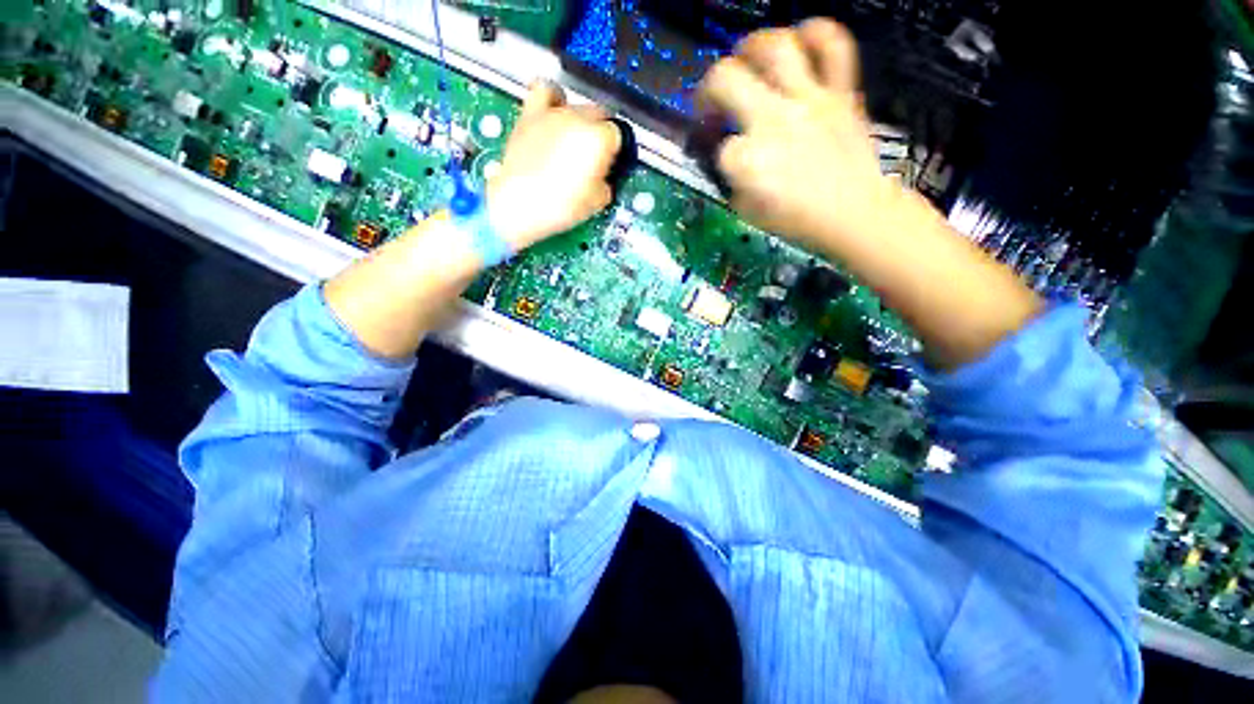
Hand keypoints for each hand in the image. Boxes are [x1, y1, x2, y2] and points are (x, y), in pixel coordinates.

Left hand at [487, 82, 621, 249]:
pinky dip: (552, 98)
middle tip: (593, 160)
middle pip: (599, 115)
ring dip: (580, 120)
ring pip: (577, 104)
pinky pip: (545, 90)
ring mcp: (553, 113)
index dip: (614, 152)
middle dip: (600, 135)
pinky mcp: (530, 114)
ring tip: (574, 138)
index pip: (617, 135)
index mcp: (599, 138)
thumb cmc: (560, 205)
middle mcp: (578, 118)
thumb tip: (603, 178)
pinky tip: (553, 112)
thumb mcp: (597, 202)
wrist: (520, 204)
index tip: (608, 165)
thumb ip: (606, 183)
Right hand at [696, 19, 899, 249]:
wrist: (853, 214)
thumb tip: (728, 158)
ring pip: (776, 47)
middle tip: (712, 99)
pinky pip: (834, 45)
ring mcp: (810, 100)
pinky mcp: (841, 92)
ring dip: (751, 46)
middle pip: (727, 78)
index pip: (719, 146)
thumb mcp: (747, 211)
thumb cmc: (797, 219)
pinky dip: (816, 34)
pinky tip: (800, 44)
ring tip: (746, 58)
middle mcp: (773, 121)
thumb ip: (732, 180)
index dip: (716, 152)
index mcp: (749, 161)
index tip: (722, 158)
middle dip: (708, 87)